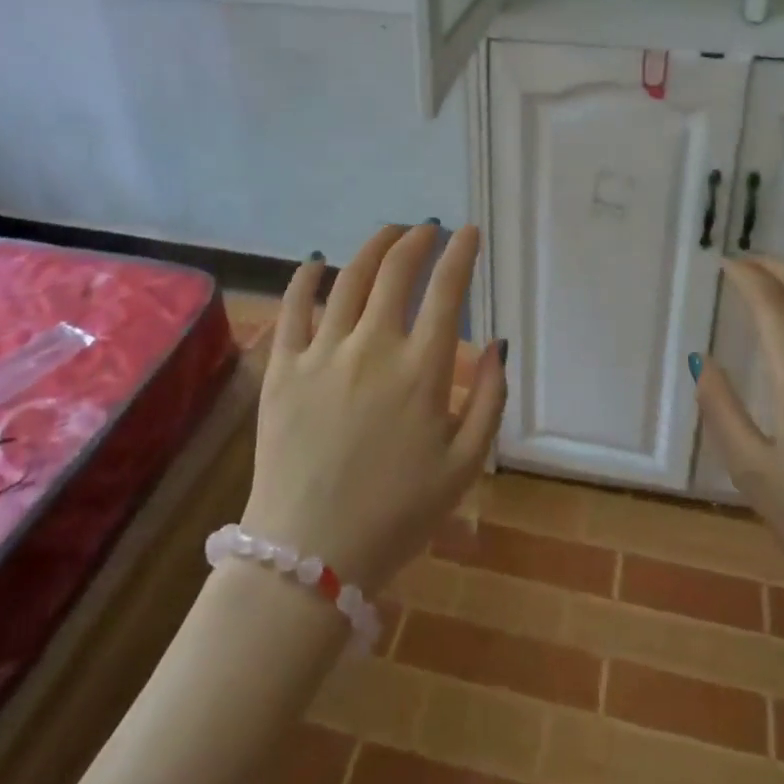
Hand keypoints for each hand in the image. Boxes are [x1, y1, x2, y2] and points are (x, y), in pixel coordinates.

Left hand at [241, 224, 505, 592]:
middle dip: (417, 239)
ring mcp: (322, 353)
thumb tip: (499, 343)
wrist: (308, 555)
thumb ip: (490, 400)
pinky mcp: (283, 368)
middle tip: (428, 229)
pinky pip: (293, 307)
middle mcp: (373, 347)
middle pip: (396, 271)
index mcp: (421, 370)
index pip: (447, 291)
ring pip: (349, 278)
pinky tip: (318, 261)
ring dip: (373, 246)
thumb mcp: (465, 466)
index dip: (461, 254)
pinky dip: (306, 276)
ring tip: (389, 233)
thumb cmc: (397, 515)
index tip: (468, 232)